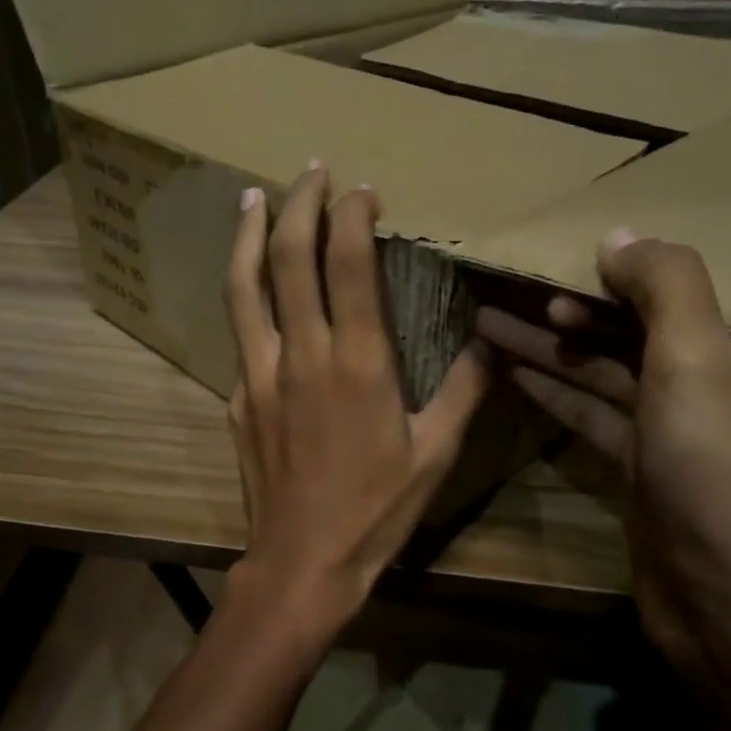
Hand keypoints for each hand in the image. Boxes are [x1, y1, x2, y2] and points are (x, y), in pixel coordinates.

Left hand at [225, 165, 492, 636]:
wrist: (301, 561)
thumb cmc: (376, 511)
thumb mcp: (436, 454)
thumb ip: (465, 390)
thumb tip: (493, 342)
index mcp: (358, 363)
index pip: (347, 264)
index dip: (351, 215)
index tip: (363, 189)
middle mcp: (302, 355)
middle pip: (290, 258)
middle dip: (300, 203)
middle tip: (310, 169)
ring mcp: (260, 375)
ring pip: (245, 287)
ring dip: (249, 235)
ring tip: (253, 198)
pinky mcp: (237, 398)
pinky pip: (241, 334)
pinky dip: (247, 297)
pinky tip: (254, 289)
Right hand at [476, 230, 730, 718]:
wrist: (729, 604)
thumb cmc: (716, 474)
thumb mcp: (699, 363)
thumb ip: (666, 289)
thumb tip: (620, 236)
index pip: (664, 300)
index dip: (605, 280)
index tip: (544, 267)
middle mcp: (705, 392)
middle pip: (623, 337)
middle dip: (563, 313)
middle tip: (499, 296)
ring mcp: (670, 439)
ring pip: (600, 378)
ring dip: (547, 351)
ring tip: (487, 327)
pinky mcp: (640, 479)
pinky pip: (592, 420)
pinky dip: (555, 397)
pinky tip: (516, 378)